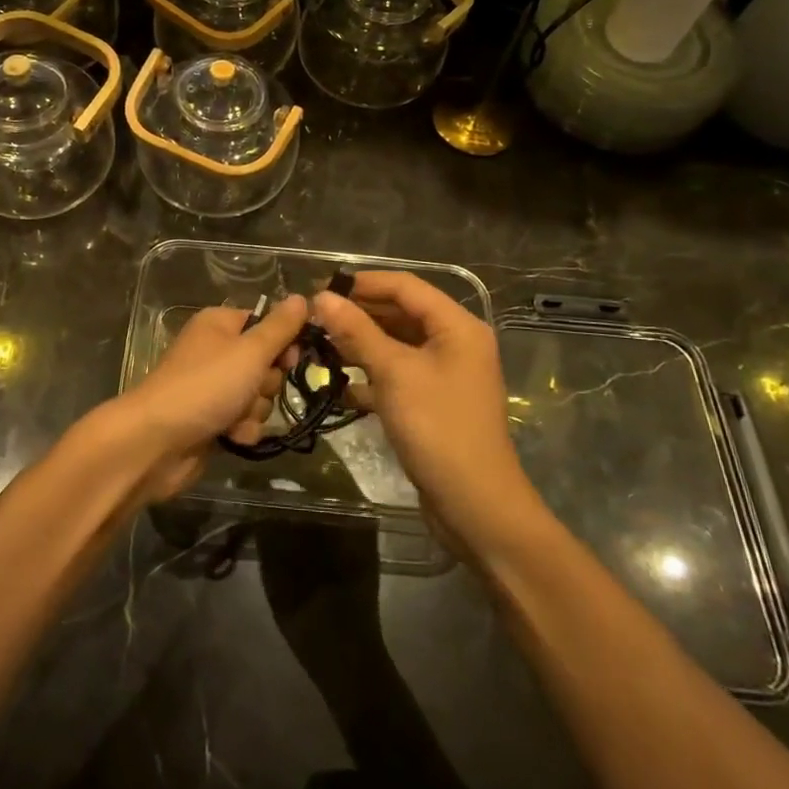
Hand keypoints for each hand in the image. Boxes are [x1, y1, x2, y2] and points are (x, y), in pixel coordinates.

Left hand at [104, 295, 307, 502]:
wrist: (157, 441)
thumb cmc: (205, 385)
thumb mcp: (249, 351)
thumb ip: (280, 327)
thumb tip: (301, 298)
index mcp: (220, 324)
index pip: (266, 324)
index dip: (283, 343)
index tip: (290, 359)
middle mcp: (216, 351)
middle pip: (266, 364)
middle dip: (266, 383)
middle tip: (253, 388)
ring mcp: (213, 387)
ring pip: (259, 396)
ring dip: (254, 410)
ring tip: (234, 417)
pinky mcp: (212, 420)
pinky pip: (245, 421)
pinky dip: (242, 430)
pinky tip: (230, 436)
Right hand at [313, 273, 543, 553]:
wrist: (475, 506)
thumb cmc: (438, 428)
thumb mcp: (394, 373)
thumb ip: (357, 331)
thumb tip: (322, 296)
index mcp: (456, 326)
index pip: (405, 286)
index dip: (362, 283)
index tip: (320, 287)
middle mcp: (454, 343)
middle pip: (400, 313)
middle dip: (358, 314)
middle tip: (314, 318)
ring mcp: (444, 374)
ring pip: (396, 345)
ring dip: (360, 344)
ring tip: (319, 346)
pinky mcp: (433, 402)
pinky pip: (398, 375)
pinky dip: (371, 375)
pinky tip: (339, 384)